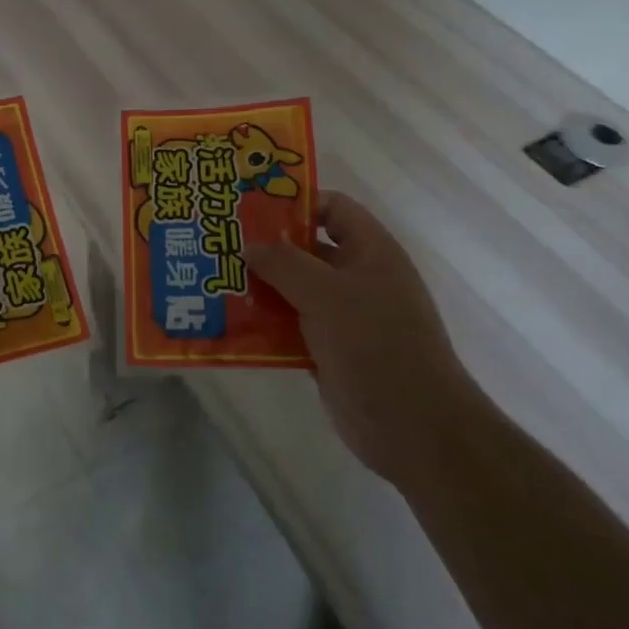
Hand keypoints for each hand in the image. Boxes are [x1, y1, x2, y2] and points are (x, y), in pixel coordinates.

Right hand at [249, 191, 477, 483]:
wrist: (413, 426)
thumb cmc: (374, 343)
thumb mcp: (325, 292)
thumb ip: (283, 262)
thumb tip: (248, 244)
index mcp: (370, 251)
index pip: (333, 208)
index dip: (295, 203)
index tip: (250, 208)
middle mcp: (359, 277)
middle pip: (307, 248)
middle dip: (266, 246)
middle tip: (220, 242)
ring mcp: (345, 316)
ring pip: (295, 289)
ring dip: (260, 286)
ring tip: (215, 279)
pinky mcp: (330, 350)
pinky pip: (291, 326)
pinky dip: (265, 323)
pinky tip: (230, 321)